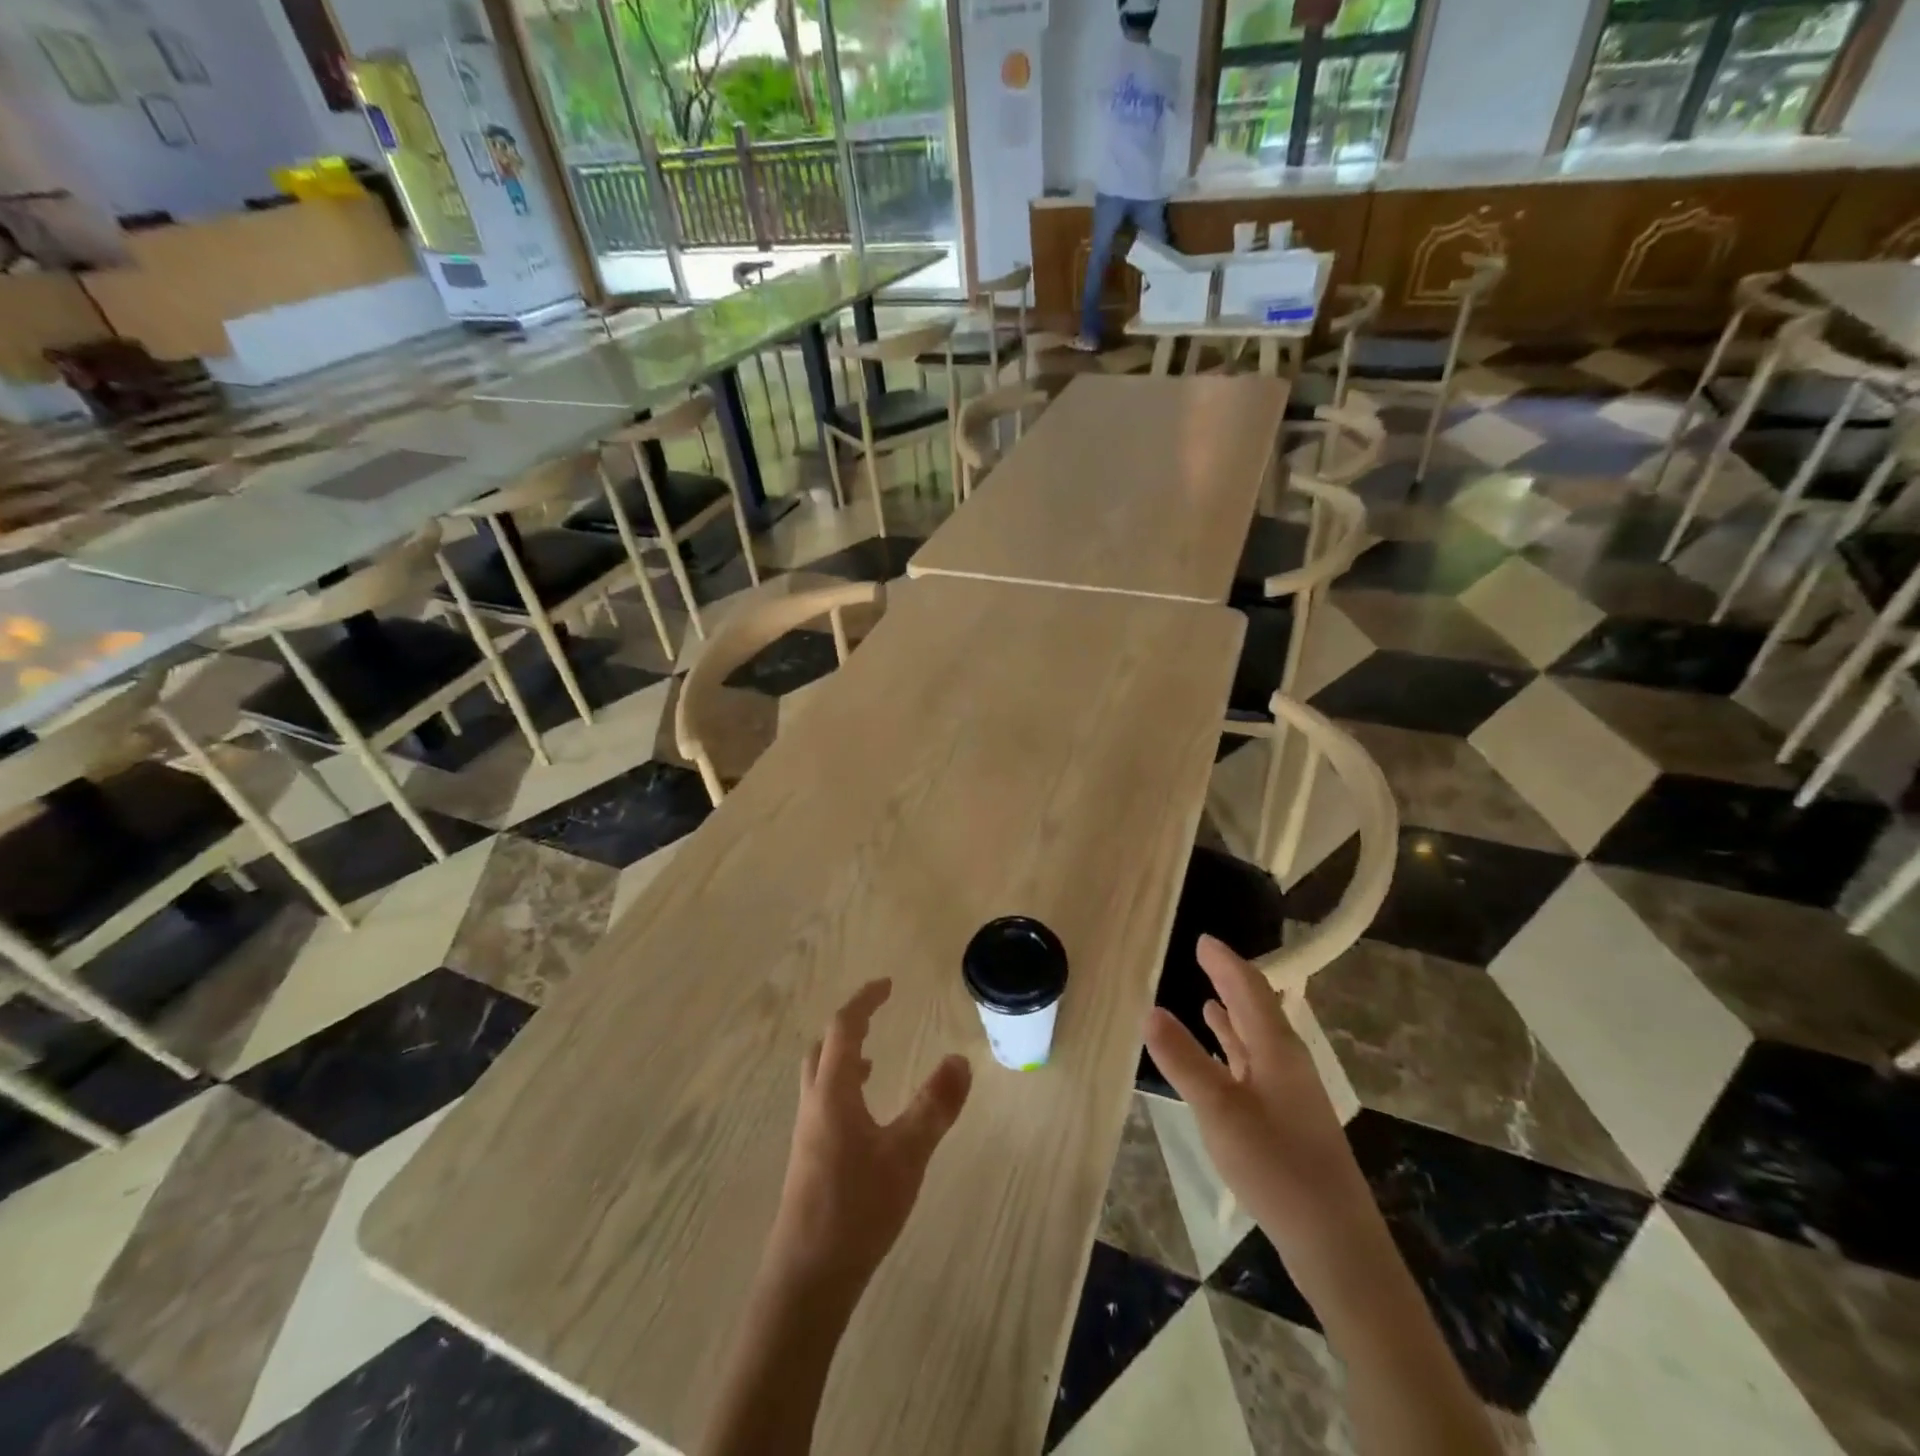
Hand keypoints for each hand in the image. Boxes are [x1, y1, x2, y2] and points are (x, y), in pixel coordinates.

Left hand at [768, 979, 972, 1295]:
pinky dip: (843, 1088)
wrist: (807, 1278)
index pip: (844, 1028)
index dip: (864, 1002)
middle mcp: (814, 1104)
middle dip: (848, 1025)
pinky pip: (823, 1103)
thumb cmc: (857, 1208)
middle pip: (823, 1048)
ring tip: (873, 1060)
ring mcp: (807, 1134)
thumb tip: (960, 1059)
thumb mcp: (907, 1154)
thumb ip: (934, 1106)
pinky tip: (865, 1118)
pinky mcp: (808, 1160)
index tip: (887, 985)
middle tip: (876, 1016)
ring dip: (843, 1058)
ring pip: (820, 1077)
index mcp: (833, 1092)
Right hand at [1144, 935, 1367, 1255]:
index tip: (1202, 939)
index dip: (1225, 962)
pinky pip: (1256, 1065)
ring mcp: (1290, 1091)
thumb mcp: (1219, 1110)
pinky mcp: (1287, 1118)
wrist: (1334, 1241)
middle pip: (1257, 1008)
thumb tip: (1150, 1010)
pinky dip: (1235, 1050)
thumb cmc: (1276, 1166)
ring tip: (1207, 999)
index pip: (1249, 989)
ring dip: (1233, 1016)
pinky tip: (1221, 1057)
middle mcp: (1287, 1060)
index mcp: (1277, 1048)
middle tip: (1203, 959)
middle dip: (1230, 982)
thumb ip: (1184, 1059)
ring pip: (1258, 1038)